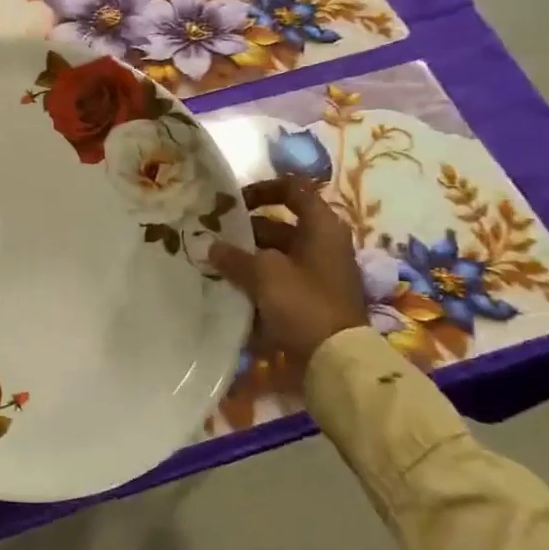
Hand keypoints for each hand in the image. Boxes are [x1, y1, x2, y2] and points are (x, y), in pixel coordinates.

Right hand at [209, 177, 366, 380]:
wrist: (336, 360)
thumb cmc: (304, 303)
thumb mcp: (264, 274)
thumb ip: (235, 256)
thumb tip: (213, 247)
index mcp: (321, 227)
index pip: (293, 189)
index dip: (262, 189)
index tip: (233, 202)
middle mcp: (322, 244)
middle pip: (278, 225)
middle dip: (244, 229)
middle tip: (211, 236)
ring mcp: (317, 273)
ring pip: (275, 254)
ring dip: (246, 257)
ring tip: (214, 263)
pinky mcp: (310, 299)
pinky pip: (278, 279)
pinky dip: (256, 280)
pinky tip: (230, 287)